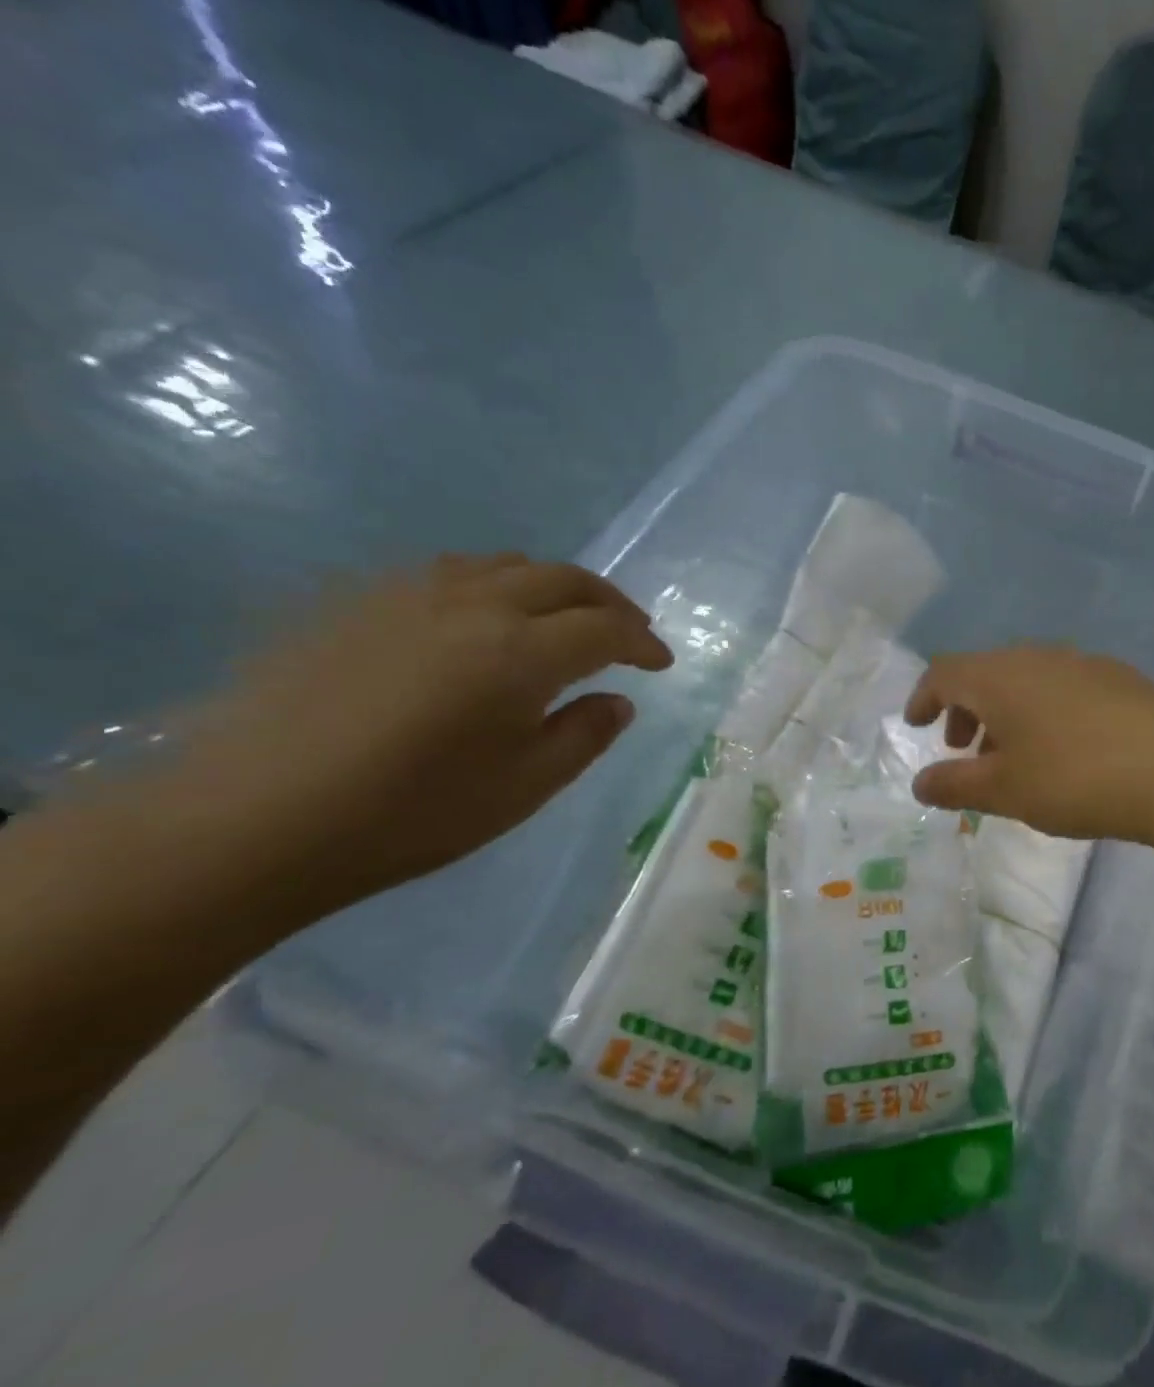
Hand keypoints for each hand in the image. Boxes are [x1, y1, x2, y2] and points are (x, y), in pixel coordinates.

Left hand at [165, 553, 671, 915]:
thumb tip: (617, 702)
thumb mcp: (525, 787)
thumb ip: (583, 735)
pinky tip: (485, 618)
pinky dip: (494, 585)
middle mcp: (474, 606)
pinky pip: (449, 572)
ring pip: (505, 564)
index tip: (660, 664)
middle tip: (630, 631)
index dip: (643, 644)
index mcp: (522, 653)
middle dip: (609, 603)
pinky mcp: (360, 602)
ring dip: (553, 586)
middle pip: (563, 579)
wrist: (257, 818)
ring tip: (566, 618)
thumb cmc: (413, 812)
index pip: (606, 630)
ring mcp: (410, 595)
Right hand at [903, 646, 1153, 841]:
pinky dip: (1042, 711)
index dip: (923, 697)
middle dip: (965, 710)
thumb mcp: (1004, 791)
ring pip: (1025, 680)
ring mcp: (1081, 662)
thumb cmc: (1074, 779)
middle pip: (985, 673)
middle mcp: (1036, 657)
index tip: (917, 725)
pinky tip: (1064, 748)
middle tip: (964, 750)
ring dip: (1005, 713)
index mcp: (999, 677)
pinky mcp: (1117, 677)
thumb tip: (920, 783)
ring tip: (1014, 756)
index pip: (944, 672)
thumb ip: (954, 785)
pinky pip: (1061, 686)